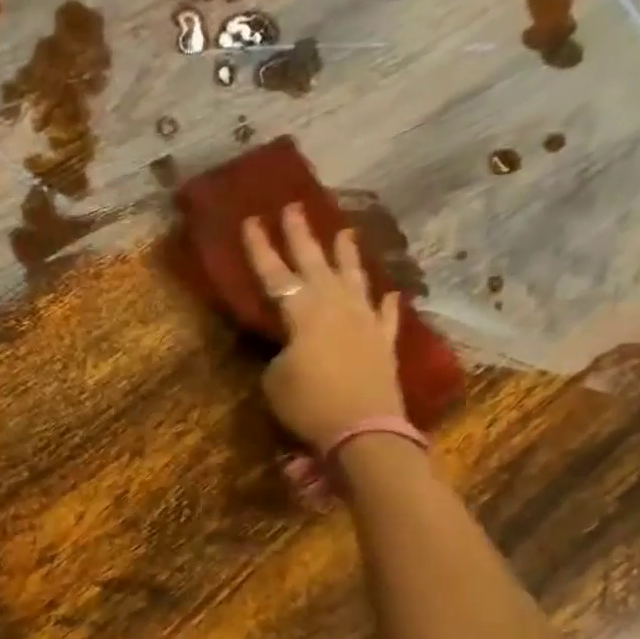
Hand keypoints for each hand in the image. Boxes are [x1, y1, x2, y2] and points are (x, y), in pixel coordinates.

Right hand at [243, 204, 406, 448]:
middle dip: (301, 235)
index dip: (260, 248)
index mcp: (301, 311)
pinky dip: (385, 305)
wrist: (363, 430)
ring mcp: (363, 321)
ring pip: (354, 279)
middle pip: (314, 263)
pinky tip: (389, 294)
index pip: (274, 273)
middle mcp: (334, 305)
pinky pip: (385, 317)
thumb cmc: (309, 404)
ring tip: (344, 232)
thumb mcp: (275, 380)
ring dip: (346, 255)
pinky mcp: (383, 343)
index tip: (251, 220)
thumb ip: (279, 354)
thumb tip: (291, 347)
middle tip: (294, 208)